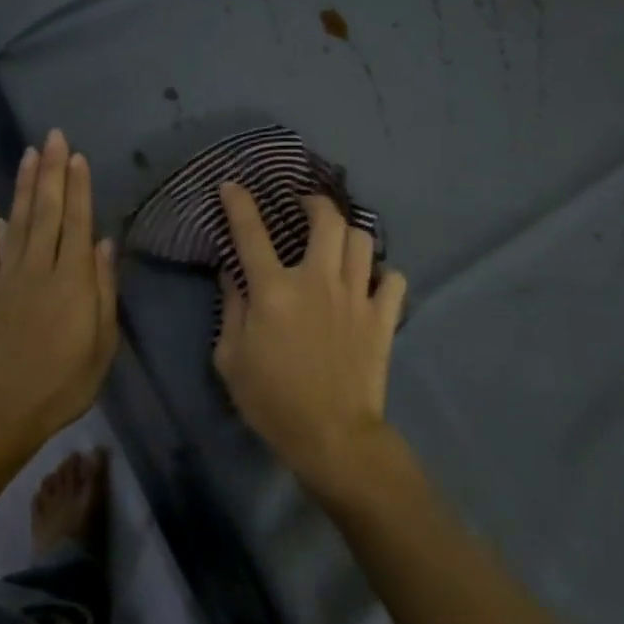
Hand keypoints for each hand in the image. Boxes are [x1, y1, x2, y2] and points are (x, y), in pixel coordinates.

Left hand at [0, 130, 118, 451]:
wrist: (1, 411)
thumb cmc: (63, 382)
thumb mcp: (102, 343)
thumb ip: (103, 289)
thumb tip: (105, 244)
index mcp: (72, 279)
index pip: (78, 222)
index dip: (79, 187)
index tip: (76, 156)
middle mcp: (39, 267)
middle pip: (48, 211)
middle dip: (51, 171)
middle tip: (52, 136)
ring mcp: (5, 276)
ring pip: (18, 221)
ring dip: (25, 186)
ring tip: (29, 153)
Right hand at [214, 183, 408, 495]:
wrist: (332, 436)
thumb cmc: (272, 400)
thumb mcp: (231, 359)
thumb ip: (231, 309)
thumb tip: (232, 273)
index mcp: (274, 290)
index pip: (251, 233)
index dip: (239, 204)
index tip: (233, 186)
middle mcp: (317, 280)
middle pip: (326, 220)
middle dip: (316, 202)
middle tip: (306, 207)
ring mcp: (355, 296)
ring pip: (362, 240)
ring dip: (349, 234)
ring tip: (339, 242)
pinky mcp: (382, 317)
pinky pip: (393, 279)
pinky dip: (383, 275)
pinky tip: (371, 282)